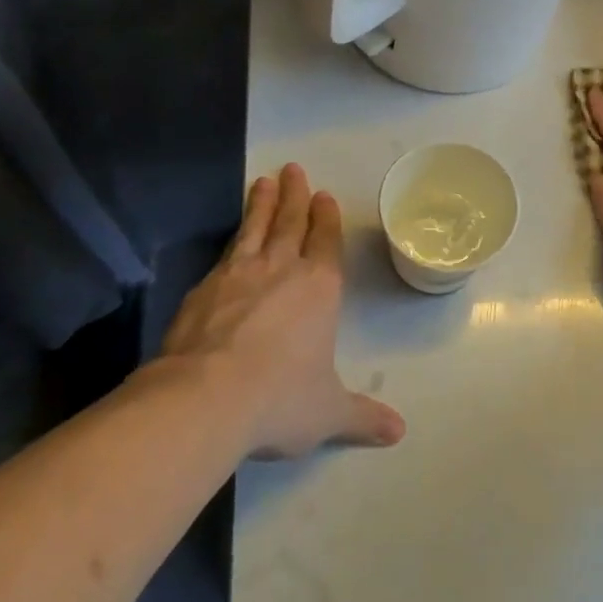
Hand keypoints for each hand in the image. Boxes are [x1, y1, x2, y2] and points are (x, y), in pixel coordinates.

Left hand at [162, 164, 404, 457]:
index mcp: (320, 288)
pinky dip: (233, 237)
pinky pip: (225, 252)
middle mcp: (281, 269)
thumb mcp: (328, 412)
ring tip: (263, 180)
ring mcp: (238, 274)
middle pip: (290, 221)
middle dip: (295, 195)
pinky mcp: (204, 287)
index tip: (323, 195)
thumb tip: (398, 432)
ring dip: (261, 203)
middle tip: (293, 169)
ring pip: (254, 227)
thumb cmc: (280, 399)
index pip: (326, 241)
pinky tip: (230, 239)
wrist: (206, 397)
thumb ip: (362, 417)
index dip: (326, 218)